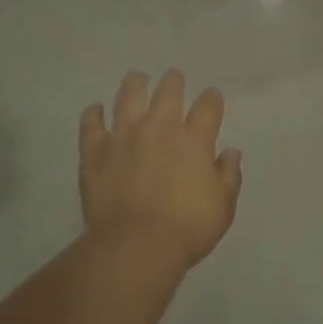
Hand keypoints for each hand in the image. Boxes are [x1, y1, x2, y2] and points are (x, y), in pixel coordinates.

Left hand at [80, 70, 241, 274]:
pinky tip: (95, 109)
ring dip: (135, 85)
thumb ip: (228, 175)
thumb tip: (230, 152)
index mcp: (194, 140)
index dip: (212, 98)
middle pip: (168, 93)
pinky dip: (93, 115)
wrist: (137, 245)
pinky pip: (91, 125)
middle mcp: (160, 128)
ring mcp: (124, 136)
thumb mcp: (223, 206)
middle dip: (173, 82)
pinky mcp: (95, 152)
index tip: (212, 95)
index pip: (208, 107)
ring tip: (137, 78)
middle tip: (173, 78)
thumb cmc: (188, 228)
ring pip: (129, 97)